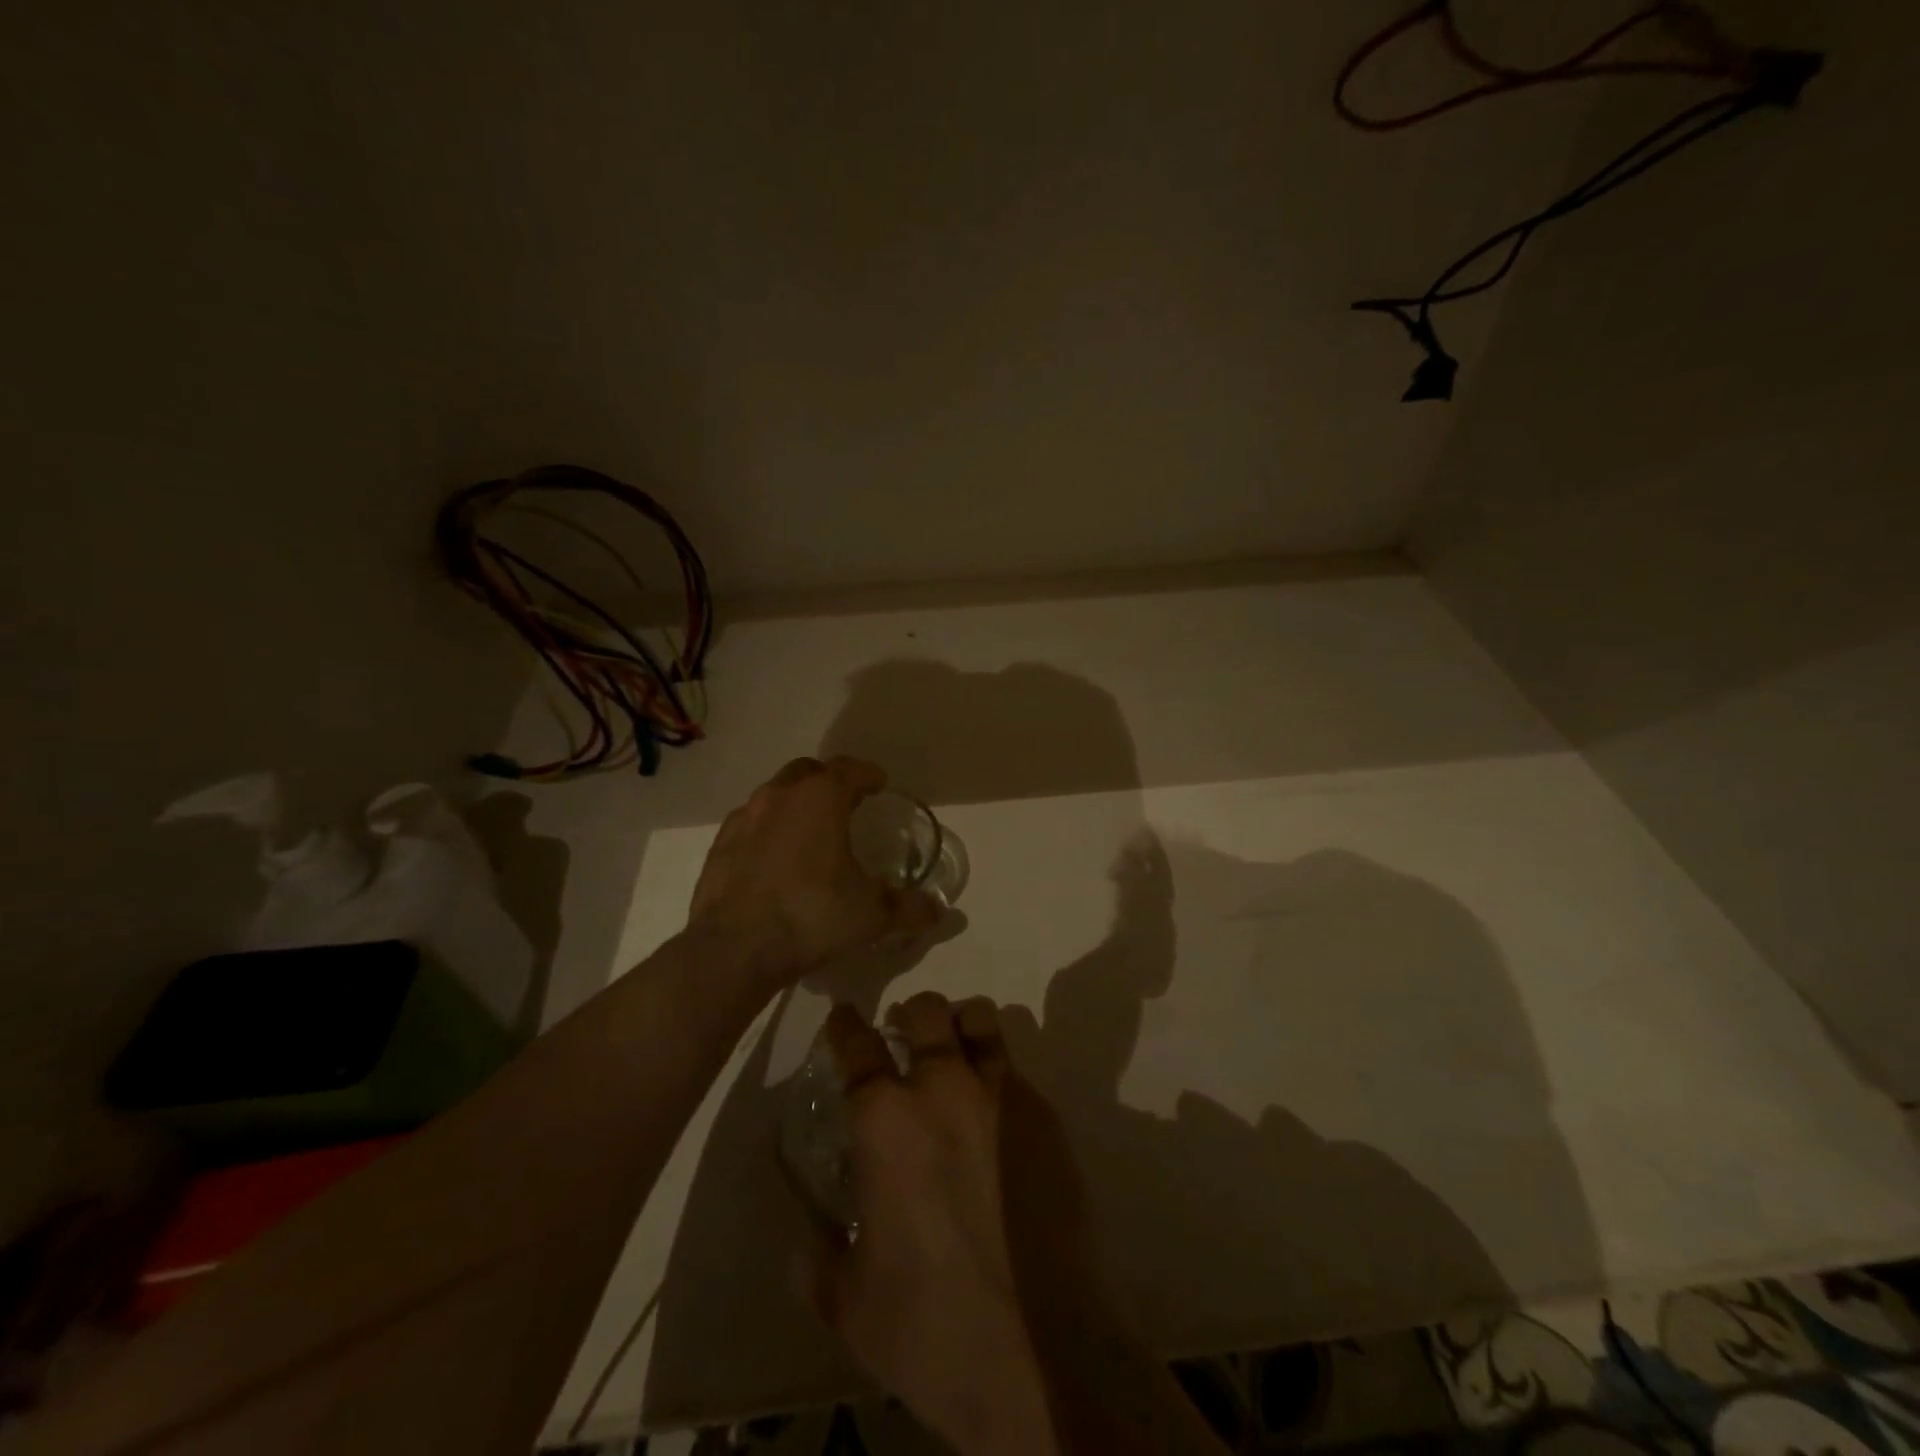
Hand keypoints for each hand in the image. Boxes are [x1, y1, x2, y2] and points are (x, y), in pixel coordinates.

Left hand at [688, 756, 942, 987]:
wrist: (735, 949)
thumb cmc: (812, 916)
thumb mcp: (872, 915)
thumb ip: (908, 907)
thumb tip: (939, 910)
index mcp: (821, 798)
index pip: (851, 769)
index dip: (869, 775)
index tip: (879, 784)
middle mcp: (781, 795)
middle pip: (809, 772)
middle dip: (829, 781)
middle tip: (846, 804)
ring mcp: (745, 817)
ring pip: (776, 794)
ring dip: (796, 804)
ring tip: (811, 832)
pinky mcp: (720, 843)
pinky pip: (751, 823)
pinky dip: (768, 830)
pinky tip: (775, 859)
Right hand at [806, 995, 1058, 1455]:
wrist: (1045, 1349)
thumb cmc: (932, 1327)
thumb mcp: (847, 1301)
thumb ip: (816, 1251)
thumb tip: (804, 1229)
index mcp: (886, 1120)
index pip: (857, 1045)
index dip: (845, 1025)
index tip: (844, 1018)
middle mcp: (943, 1088)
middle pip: (926, 1009)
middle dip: (909, 1014)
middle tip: (902, 1036)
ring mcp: (1001, 1094)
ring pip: (979, 1018)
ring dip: (959, 1026)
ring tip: (952, 1053)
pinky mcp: (1045, 1114)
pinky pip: (1013, 1067)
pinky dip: (995, 1072)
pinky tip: (993, 1114)